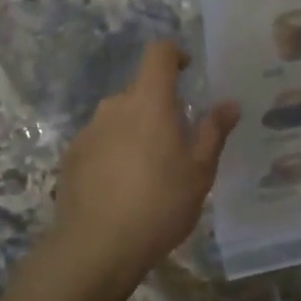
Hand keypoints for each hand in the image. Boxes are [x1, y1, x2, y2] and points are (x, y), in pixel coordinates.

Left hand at [37, 41, 239, 300]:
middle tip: (178, 140)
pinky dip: (114, 152)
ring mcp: (88, 131)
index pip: (159, 53)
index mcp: (149, 101)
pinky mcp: (71, 156)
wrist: (96, 247)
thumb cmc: (159, 204)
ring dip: (136, 130)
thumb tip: (229, 104)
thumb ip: (213, 132)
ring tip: (150, 170)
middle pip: (140, 90)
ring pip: (118, 117)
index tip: (188, 70)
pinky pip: (100, 142)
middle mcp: (114, 106)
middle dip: (159, 105)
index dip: (174, 54)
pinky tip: (121, 188)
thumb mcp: (199, 172)